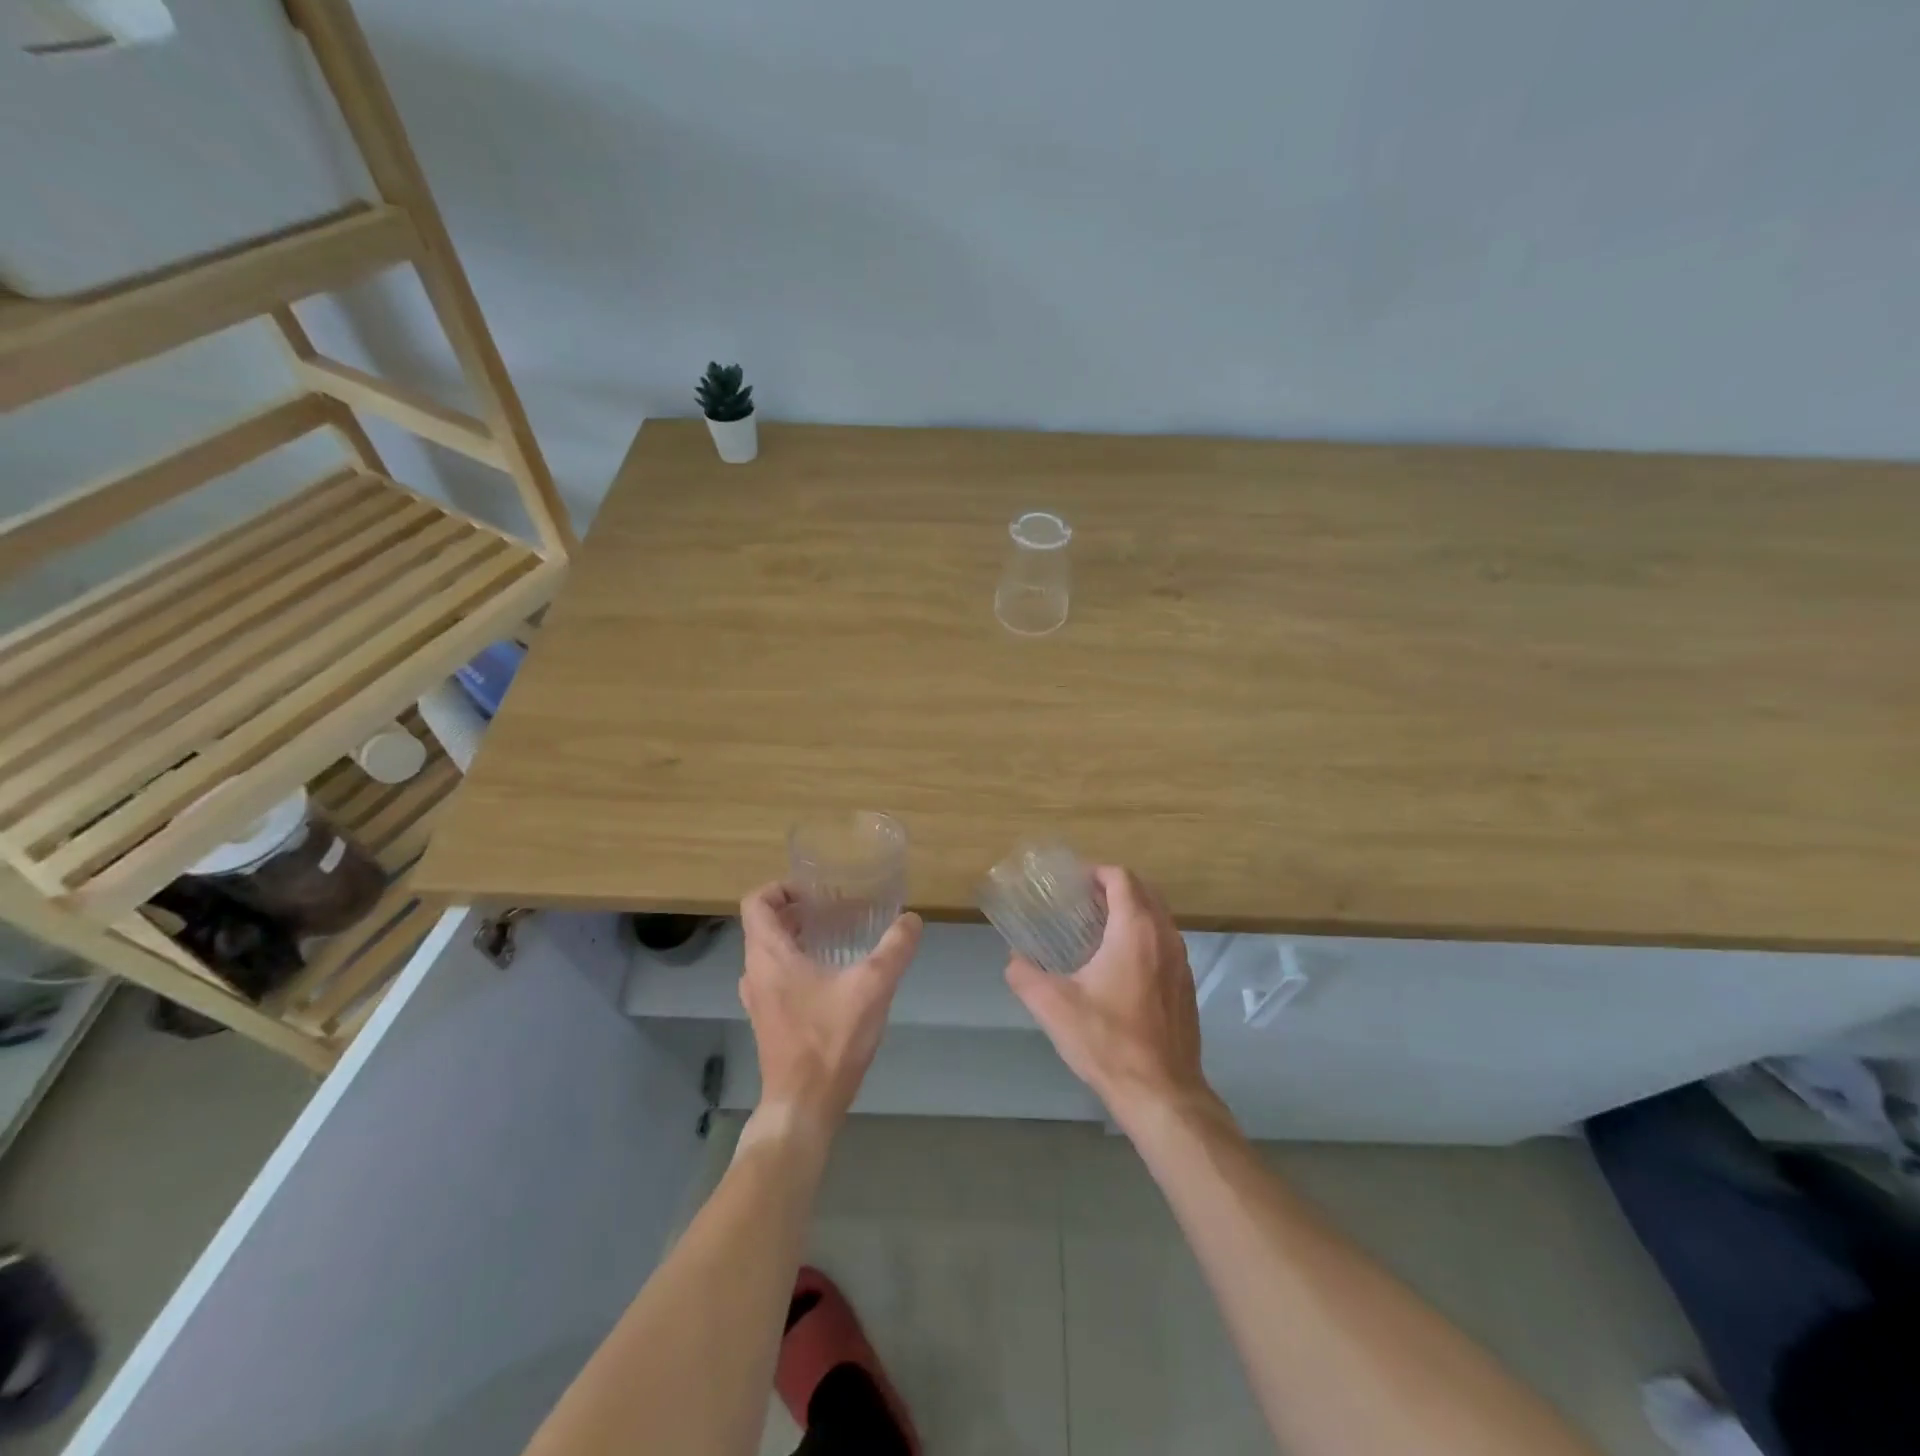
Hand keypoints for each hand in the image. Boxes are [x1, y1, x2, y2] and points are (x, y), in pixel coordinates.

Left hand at [738, 883, 921, 1131]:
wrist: (803, 1106)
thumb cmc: (830, 1040)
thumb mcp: (872, 987)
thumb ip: (895, 949)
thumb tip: (912, 919)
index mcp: (769, 956)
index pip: (756, 902)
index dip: (781, 887)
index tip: (814, 890)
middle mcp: (755, 972)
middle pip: (763, 925)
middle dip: (795, 910)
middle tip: (832, 908)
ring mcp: (757, 999)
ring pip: (768, 952)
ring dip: (795, 936)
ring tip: (834, 936)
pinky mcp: (767, 1019)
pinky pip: (774, 976)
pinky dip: (795, 962)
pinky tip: (830, 975)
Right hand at [1005, 866, 1220, 1133]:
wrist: (1162, 1093)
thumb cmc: (1107, 1041)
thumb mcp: (1054, 1007)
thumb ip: (1025, 976)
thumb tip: (1013, 960)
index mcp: (1136, 930)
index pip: (1121, 878)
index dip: (1096, 872)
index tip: (1073, 883)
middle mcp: (1165, 937)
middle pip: (1144, 891)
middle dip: (1114, 887)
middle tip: (1082, 900)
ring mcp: (1181, 962)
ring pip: (1158, 917)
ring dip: (1131, 911)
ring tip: (1097, 928)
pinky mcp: (1186, 986)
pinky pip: (1165, 943)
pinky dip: (1144, 936)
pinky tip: (1119, 965)